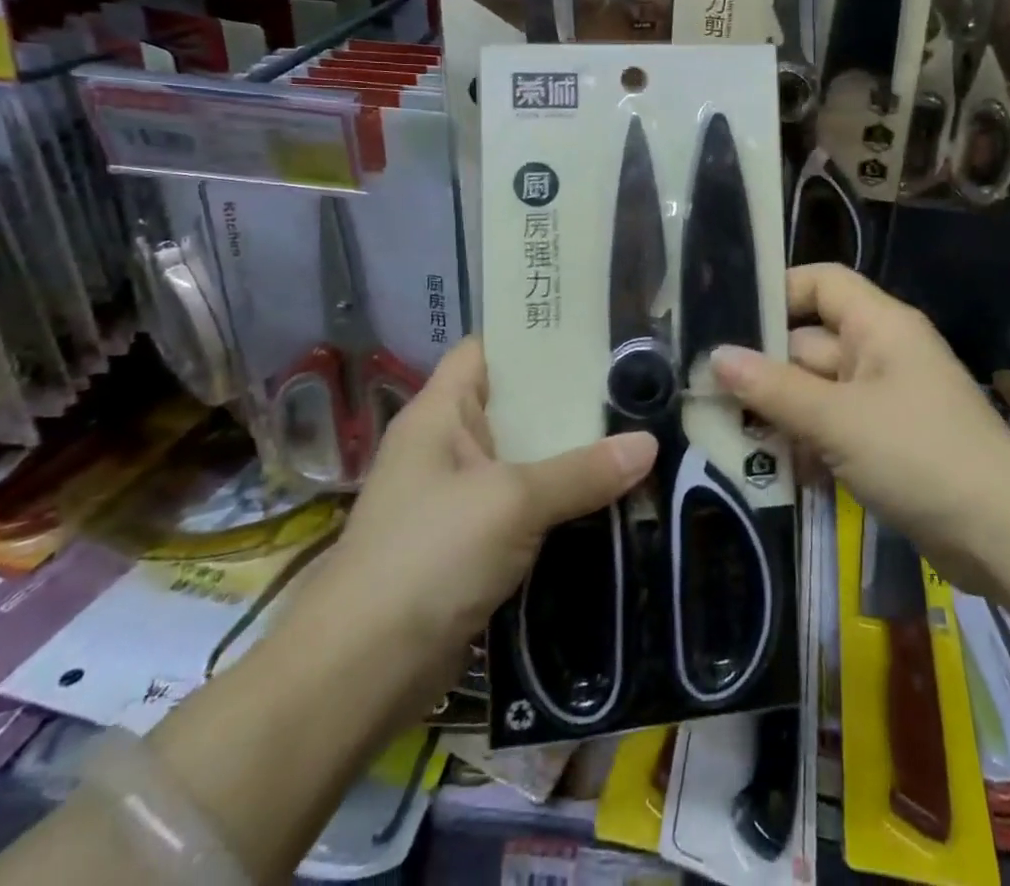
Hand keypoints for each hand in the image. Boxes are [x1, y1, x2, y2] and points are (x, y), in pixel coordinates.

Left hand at [277, 337, 656, 710]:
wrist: (360, 674)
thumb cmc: (429, 556)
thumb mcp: (512, 501)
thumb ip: (582, 471)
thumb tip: (649, 444)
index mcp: (439, 413)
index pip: (487, 350)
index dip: (534, 337)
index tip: (593, 334)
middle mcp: (446, 446)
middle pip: (515, 406)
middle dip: (570, 400)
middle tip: (633, 386)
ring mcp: (457, 498)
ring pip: (524, 460)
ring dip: (571, 456)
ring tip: (635, 435)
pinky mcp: (470, 545)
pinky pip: (524, 507)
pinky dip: (560, 503)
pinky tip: (609, 498)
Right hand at [710, 264, 1009, 594]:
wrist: (1003, 536)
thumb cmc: (918, 455)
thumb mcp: (837, 420)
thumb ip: (773, 388)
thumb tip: (717, 356)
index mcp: (879, 326)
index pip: (822, 282)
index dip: (778, 291)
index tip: (728, 320)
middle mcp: (881, 353)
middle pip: (810, 342)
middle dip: (764, 368)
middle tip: (707, 390)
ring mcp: (884, 400)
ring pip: (817, 391)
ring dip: (780, 413)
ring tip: (727, 434)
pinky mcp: (886, 443)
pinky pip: (833, 428)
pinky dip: (806, 444)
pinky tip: (774, 471)